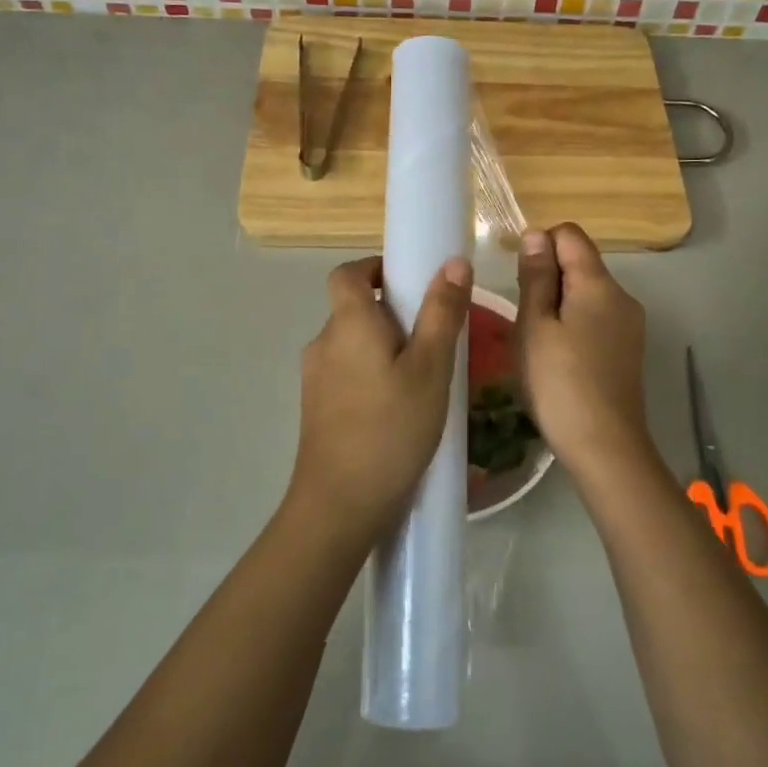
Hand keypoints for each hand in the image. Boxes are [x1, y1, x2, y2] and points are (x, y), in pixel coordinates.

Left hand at [288, 254, 472, 551]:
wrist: (340, 504)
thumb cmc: (391, 428)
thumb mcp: (430, 368)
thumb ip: (442, 313)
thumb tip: (453, 262)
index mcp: (348, 323)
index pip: (347, 274)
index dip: (374, 268)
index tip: (408, 281)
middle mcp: (323, 343)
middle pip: (353, 310)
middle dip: (391, 314)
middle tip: (433, 337)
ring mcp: (315, 378)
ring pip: (352, 345)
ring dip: (384, 348)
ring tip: (423, 377)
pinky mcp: (316, 409)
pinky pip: (347, 374)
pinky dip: (372, 375)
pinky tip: (400, 408)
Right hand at [516, 224, 655, 479]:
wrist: (605, 447)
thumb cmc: (559, 383)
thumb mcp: (535, 326)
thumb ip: (536, 277)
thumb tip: (536, 234)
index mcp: (599, 284)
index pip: (570, 235)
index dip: (540, 245)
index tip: (519, 279)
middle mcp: (622, 296)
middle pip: (580, 263)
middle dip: (547, 278)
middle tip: (522, 318)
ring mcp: (629, 324)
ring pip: (587, 293)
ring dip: (558, 303)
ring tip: (536, 341)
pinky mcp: (628, 349)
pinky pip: (596, 318)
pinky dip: (573, 324)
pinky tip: (557, 357)